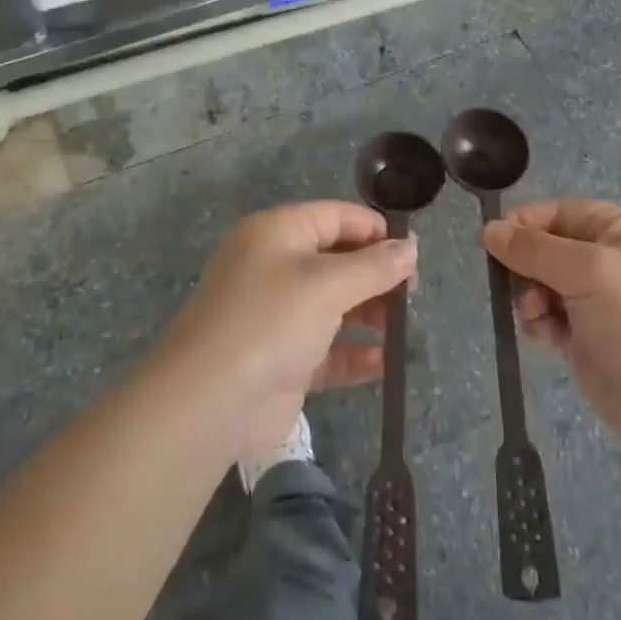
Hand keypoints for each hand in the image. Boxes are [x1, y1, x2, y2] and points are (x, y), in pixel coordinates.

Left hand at [159, 201, 416, 460]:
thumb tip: (410, 248)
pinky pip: (326, 349)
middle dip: (375, 274)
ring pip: (333, 305)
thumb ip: (373, 266)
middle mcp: (274, 267)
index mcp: (277, 233)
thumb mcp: (327, 284)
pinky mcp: (281, 360)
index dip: (374, 229)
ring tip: (401, 326)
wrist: (208, 403)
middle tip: (411, 293)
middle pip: (336, 260)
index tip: (411, 251)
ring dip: (368, 313)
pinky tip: (383, 363)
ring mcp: (276, 316)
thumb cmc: (270, 322)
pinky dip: (353, 353)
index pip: (334, 216)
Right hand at [483, 198, 620, 464]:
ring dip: (530, 298)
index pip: (559, 213)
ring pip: (542, 285)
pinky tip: (547, 339)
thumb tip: (489, 230)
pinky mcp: (588, 339)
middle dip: (526, 267)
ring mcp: (599, 302)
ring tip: (535, 317)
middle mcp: (609, 260)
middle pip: (546, 249)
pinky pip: (548, 318)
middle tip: (521, 290)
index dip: (525, 225)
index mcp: (620, 230)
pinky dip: (540, 324)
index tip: (493, 244)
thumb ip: (535, 249)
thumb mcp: (590, 271)